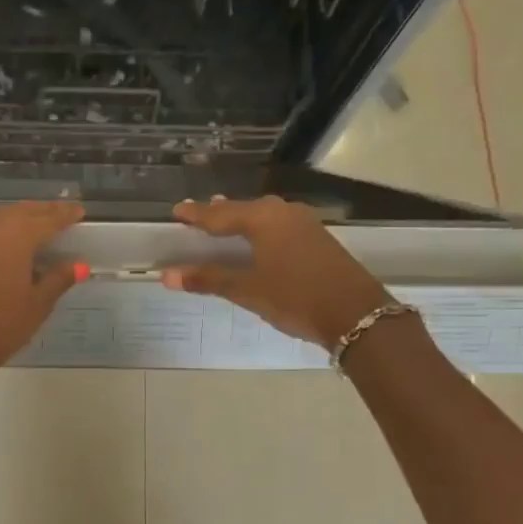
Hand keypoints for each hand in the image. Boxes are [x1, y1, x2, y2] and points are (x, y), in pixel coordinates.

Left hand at [0, 201, 86, 385]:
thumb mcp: (36, 306)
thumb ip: (58, 280)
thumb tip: (80, 264)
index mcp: (17, 239)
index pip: (47, 219)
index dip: (65, 214)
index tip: (79, 211)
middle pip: (19, 212)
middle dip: (40, 210)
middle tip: (57, 212)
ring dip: (11, 214)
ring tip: (26, 218)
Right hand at [162, 196, 392, 348]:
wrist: (356, 313)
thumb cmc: (295, 297)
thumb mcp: (247, 289)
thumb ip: (208, 279)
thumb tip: (166, 275)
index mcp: (263, 218)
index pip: (220, 214)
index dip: (196, 214)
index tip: (177, 211)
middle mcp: (284, 212)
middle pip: (243, 210)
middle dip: (219, 213)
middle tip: (197, 214)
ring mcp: (305, 224)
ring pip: (264, 216)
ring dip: (242, 219)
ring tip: (224, 219)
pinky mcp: (317, 239)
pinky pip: (278, 226)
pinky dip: (260, 229)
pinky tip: (257, 237)